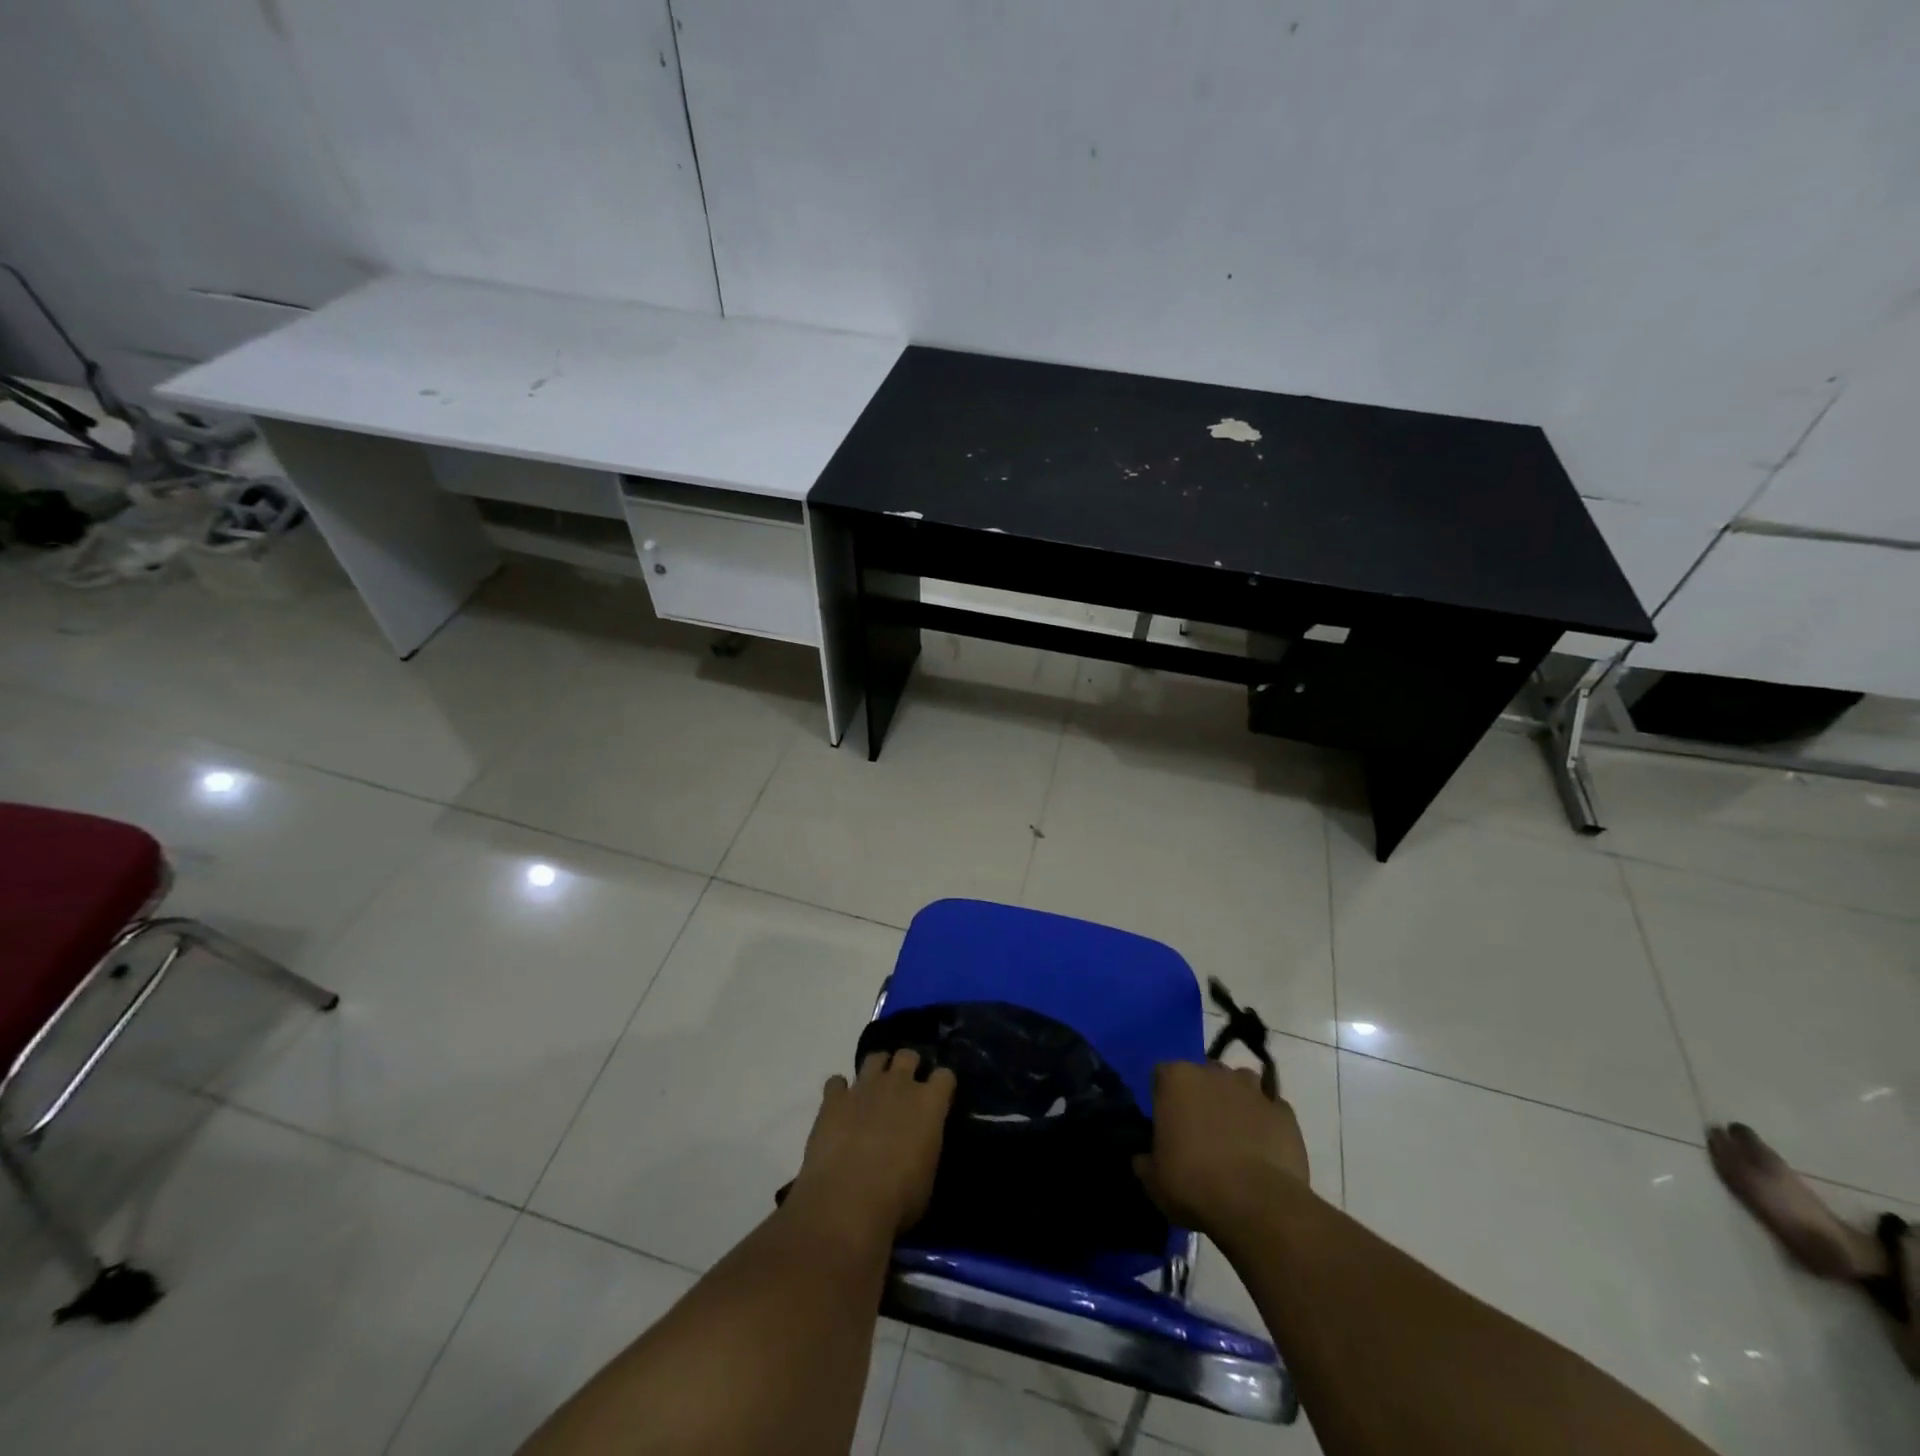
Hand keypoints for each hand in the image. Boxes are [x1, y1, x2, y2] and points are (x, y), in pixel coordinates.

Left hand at [789, 1049, 956, 1240]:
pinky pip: (836, 1082)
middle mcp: (898, 1085)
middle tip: (904, 1090)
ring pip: (874, 1058)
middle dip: (909, 1067)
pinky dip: (839, 1092)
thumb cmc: (898, 1199)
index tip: (939, 1097)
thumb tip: (921, 1144)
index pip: (945, 1076)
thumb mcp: (927, 1177)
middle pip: (908, 1055)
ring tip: (873, 1091)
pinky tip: (839, 1108)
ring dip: (876, 1070)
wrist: (847, 1202)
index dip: (942, 1085)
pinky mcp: (834, 1099)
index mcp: (929, 1103)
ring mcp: (864, 1087)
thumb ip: (927, 1147)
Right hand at [1133, 1060, 1310, 1241]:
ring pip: (1241, 1083)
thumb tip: (1143, 1158)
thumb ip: (1144, 1161)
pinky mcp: (1284, 1112)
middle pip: (1204, 1074)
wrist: (1257, 1205)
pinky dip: (1267, 1122)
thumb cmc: (1193, 1184)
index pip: (1162, 1075)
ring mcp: (1253, 1090)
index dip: (1164, 1099)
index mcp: (1176, 1079)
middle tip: (1201, 1131)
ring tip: (1235, 1136)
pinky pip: (1271, 1109)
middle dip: (1202, 1095)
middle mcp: (1213, 1073)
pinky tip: (1264, 1148)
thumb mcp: (1153, 1180)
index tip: (1167, 1126)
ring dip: (1236, 1101)